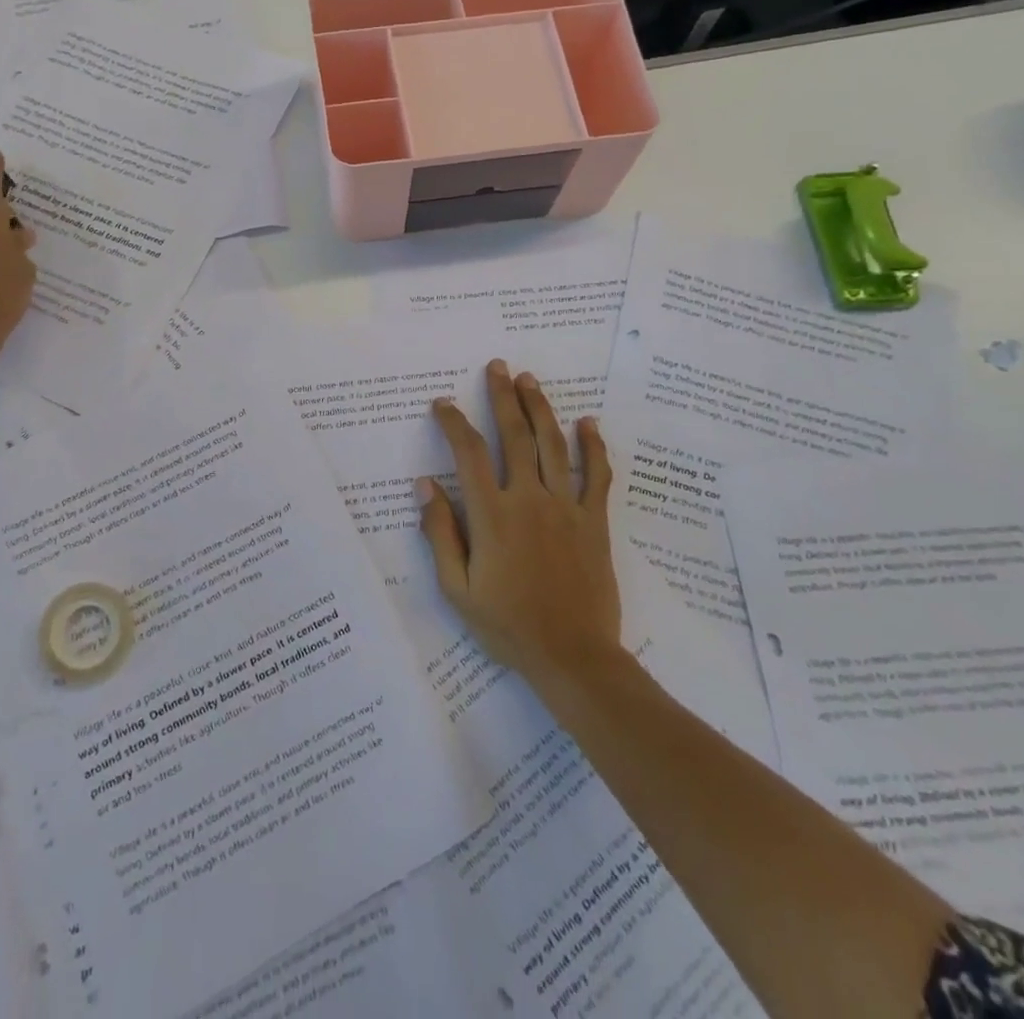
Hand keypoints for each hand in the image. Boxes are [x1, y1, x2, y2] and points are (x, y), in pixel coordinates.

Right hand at [418, 360, 621, 689]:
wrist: (572, 656)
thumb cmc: (507, 625)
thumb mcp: (457, 588)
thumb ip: (440, 533)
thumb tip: (426, 485)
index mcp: (492, 515)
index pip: (468, 454)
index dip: (454, 423)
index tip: (443, 403)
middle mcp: (529, 499)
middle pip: (515, 435)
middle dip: (503, 397)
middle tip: (498, 367)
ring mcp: (566, 507)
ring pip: (553, 445)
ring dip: (540, 408)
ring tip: (529, 379)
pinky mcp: (594, 521)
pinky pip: (596, 475)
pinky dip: (593, 446)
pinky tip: (588, 422)